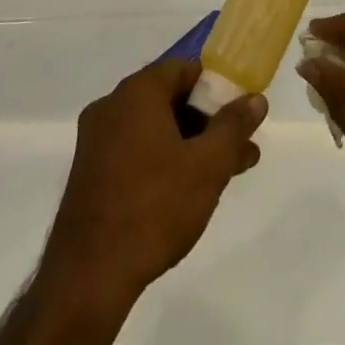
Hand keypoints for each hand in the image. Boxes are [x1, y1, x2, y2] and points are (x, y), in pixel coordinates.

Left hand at [41, 58, 265, 300]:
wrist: (88, 275)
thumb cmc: (154, 207)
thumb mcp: (208, 165)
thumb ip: (234, 127)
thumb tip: (256, 99)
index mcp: (136, 92)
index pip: (183, 69)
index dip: (216, 86)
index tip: (239, 112)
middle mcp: (111, 107)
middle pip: (169, 99)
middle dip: (208, 121)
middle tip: (240, 146)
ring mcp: (96, 142)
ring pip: (154, 130)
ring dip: (190, 144)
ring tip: (228, 173)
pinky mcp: (90, 175)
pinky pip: (135, 152)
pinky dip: (164, 161)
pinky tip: (188, 192)